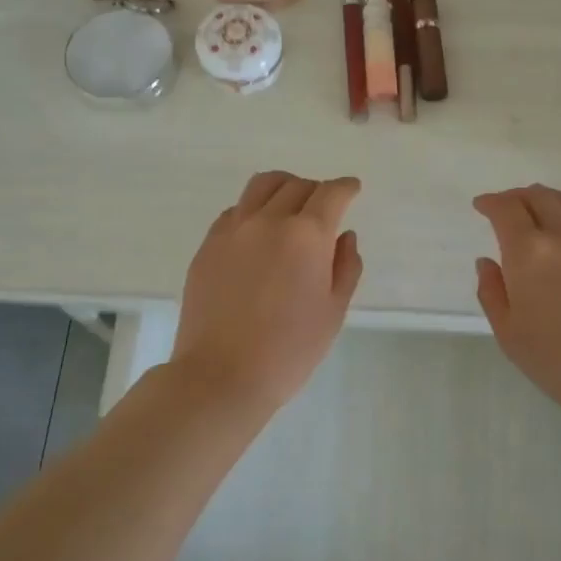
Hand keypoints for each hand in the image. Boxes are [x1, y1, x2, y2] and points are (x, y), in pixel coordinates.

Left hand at [169, 171, 364, 417]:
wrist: (221, 375)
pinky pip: (235, 210)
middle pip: (296, 185)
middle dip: (317, 191)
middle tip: (324, 209)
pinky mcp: (208, 245)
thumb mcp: (333, 311)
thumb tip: (343, 236)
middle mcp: (268, 221)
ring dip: (283, 188)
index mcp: (306, 235)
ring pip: (261, 186)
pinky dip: (253, 210)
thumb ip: (345, 266)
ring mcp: (233, 230)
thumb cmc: (289, 350)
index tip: (352, 189)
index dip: (346, 187)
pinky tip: (257, 233)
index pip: (331, 194)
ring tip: (289, 207)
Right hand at [474, 185, 560, 424]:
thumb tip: (487, 263)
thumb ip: (492, 292)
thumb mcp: (509, 334)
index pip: (506, 209)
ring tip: (538, 210)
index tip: (481, 206)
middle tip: (506, 206)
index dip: (490, 203)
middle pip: (539, 197)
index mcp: (529, 252)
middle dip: (517, 196)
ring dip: (547, 200)